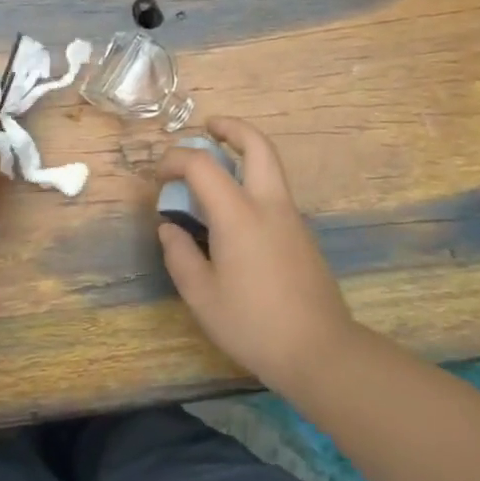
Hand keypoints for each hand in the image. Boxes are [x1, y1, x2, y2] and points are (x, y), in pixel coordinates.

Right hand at [156, 118, 356, 393]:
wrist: (321, 352)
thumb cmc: (253, 324)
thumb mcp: (201, 296)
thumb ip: (179, 255)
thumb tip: (169, 228)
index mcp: (239, 215)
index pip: (202, 165)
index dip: (175, 160)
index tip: (158, 176)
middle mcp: (269, 205)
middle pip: (257, 145)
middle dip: (231, 128)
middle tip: (208, 128)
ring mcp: (291, 218)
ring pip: (270, 166)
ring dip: (243, 153)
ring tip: (215, 167)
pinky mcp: (302, 235)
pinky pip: (274, 191)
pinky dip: (252, 180)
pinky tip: (233, 211)